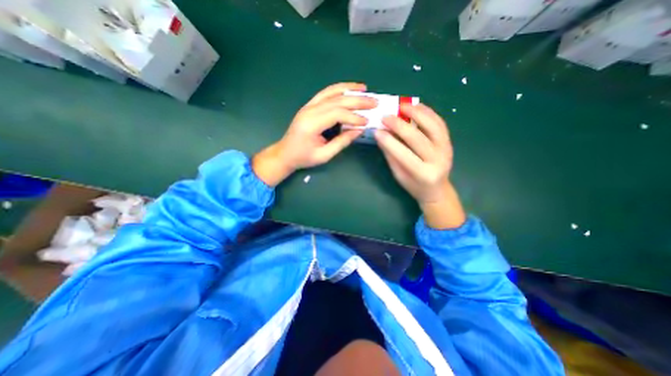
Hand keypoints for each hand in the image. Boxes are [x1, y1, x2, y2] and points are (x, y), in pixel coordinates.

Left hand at [253, 83, 376, 186]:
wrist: (285, 154)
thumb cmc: (303, 157)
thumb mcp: (324, 155)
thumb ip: (342, 142)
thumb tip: (359, 130)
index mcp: (311, 124)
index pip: (336, 114)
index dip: (353, 117)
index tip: (366, 122)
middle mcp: (309, 111)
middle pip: (336, 100)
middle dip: (357, 101)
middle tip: (374, 102)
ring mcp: (308, 106)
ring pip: (331, 92)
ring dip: (349, 89)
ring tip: (364, 89)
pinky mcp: (309, 106)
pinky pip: (325, 94)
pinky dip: (338, 90)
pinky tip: (348, 90)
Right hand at [376, 103, 464, 227]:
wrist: (436, 189)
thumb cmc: (414, 185)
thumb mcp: (399, 175)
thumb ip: (391, 156)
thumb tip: (381, 135)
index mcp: (423, 174)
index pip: (404, 155)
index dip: (389, 142)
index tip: (377, 131)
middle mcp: (438, 160)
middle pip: (418, 138)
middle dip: (400, 125)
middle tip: (386, 117)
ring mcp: (446, 149)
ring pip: (433, 126)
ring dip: (417, 113)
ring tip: (403, 106)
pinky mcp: (449, 141)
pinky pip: (440, 123)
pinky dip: (428, 112)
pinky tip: (417, 106)